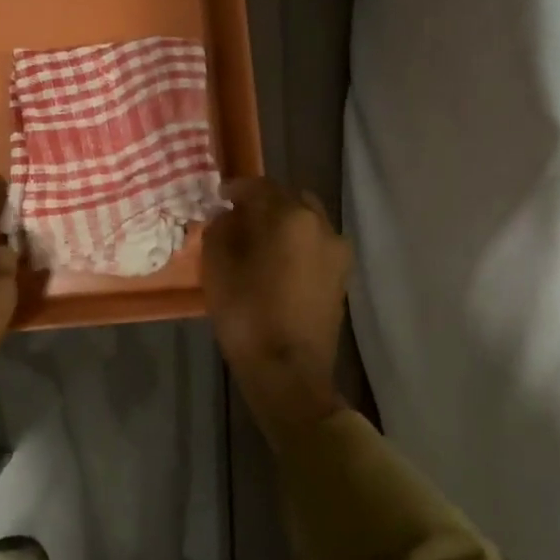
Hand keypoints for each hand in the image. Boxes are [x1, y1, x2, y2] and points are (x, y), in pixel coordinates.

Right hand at [204, 178, 351, 444]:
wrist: (289, 371)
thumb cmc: (247, 315)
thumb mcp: (218, 269)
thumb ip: (220, 232)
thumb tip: (227, 218)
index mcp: (290, 217)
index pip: (260, 187)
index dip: (236, 189)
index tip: (219, 196)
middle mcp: (321, 226)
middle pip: (289, 200)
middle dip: (264, 204)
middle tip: (239, 217)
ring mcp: (337, 252)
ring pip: (307, 222)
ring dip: (283, 224)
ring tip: (258, 241)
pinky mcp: (341, 277)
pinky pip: (316, 245)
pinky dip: (296, 244)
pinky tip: (276, 262)